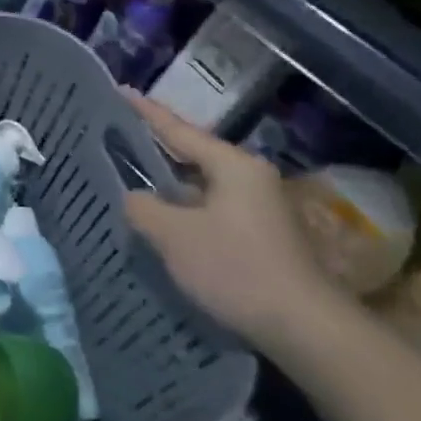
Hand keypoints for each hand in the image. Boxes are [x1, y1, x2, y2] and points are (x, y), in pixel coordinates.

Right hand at [122, 96, 341, 354]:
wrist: (305, 329)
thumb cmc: (236, 268)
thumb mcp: (172, 234)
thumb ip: (142, 207)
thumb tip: (134, 197)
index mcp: (233, 166)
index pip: (179, 130)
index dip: (145, 112)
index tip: (119, 91)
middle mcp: (250, 179)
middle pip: (191, 155)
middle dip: (154, 147)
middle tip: (115, 134)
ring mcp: (259, 209)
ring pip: (199, 185)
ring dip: (167, 184)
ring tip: (127, 176)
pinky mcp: (260, 237)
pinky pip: (209, 209)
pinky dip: (182, 208)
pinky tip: (159, 219)